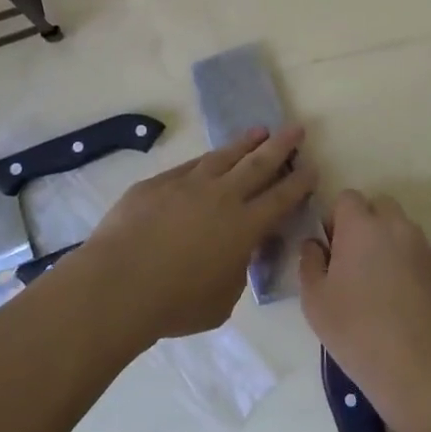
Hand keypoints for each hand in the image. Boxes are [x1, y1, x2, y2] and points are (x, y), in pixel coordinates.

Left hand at [77, 126, 317, 344]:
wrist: (119, 284)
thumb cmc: (176, 303)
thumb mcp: (223, 299)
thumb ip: (236, 271)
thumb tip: (236, 253)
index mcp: (245, 227)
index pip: (281, 197)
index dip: (299, 182)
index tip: (311, 167)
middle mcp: (222, 197)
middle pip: (259, 164)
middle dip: (281, 145)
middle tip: (296, 128)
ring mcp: (188, 184)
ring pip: (224, 156)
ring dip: (245, 143)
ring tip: (259, 131)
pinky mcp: (158, 183)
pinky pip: (190, 166)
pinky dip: (207, 160)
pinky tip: (211, 158)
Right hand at [299, 190, 430, 428]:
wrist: (421, 369)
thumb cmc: (357, 331)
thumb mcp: (315, 301)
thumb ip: (310, 263)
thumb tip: (315, 245)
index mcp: (362, 226)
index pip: (347, 198)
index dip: (336, 219)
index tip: (331, 249)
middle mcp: (396, 227)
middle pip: (379, 207)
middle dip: (365, 224)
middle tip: (352, 262)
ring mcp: (424, 249)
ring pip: (401, 231)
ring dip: (387, 244)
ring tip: (377, 285)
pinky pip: (418, 256)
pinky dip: (407, 266)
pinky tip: (399, 303)